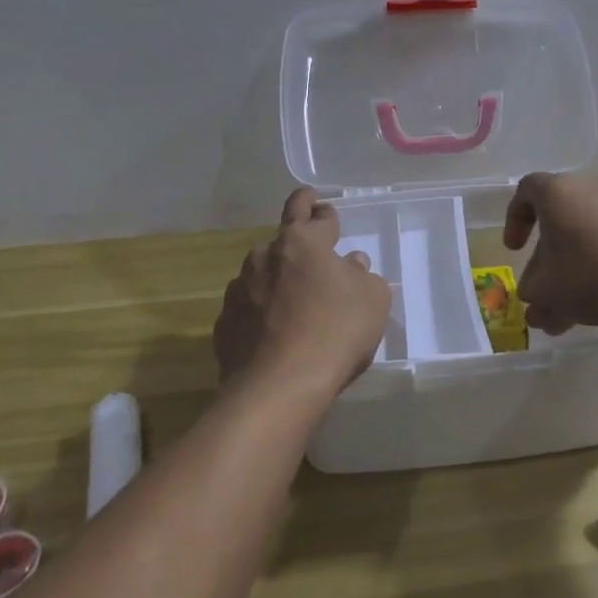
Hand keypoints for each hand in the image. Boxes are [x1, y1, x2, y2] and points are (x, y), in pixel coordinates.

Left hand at [214, 189, 391, 404]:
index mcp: (302, 241)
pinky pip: (248, 308)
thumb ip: (363, 275)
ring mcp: (239, 290)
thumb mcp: (373, 299)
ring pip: (262, 274)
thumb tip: (350, 265)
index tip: (324, 210)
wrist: (279, 387)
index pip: (314, 213)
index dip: (324, 212)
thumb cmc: (335, 331)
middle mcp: (264, 256)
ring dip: (278, 278)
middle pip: (283, 239)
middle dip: (298, 239)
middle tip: (310, 244)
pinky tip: (274, 332)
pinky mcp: (224, 324)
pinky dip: (261, 312)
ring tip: (294, 301)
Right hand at [503, 173, 597, 333]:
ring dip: (568, 272)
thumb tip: (533, 296)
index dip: (514, 219)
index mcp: (557, 192)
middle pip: (556, 220)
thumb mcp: (546, 289)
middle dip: (544, 259)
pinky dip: (594, 270)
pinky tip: (591, 308)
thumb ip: (531, 291)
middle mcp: (587, 189)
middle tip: (540, 289)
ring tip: (563, 314)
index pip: (526, 191)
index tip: (515, 250)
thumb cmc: (588, 272)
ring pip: (581, 239)